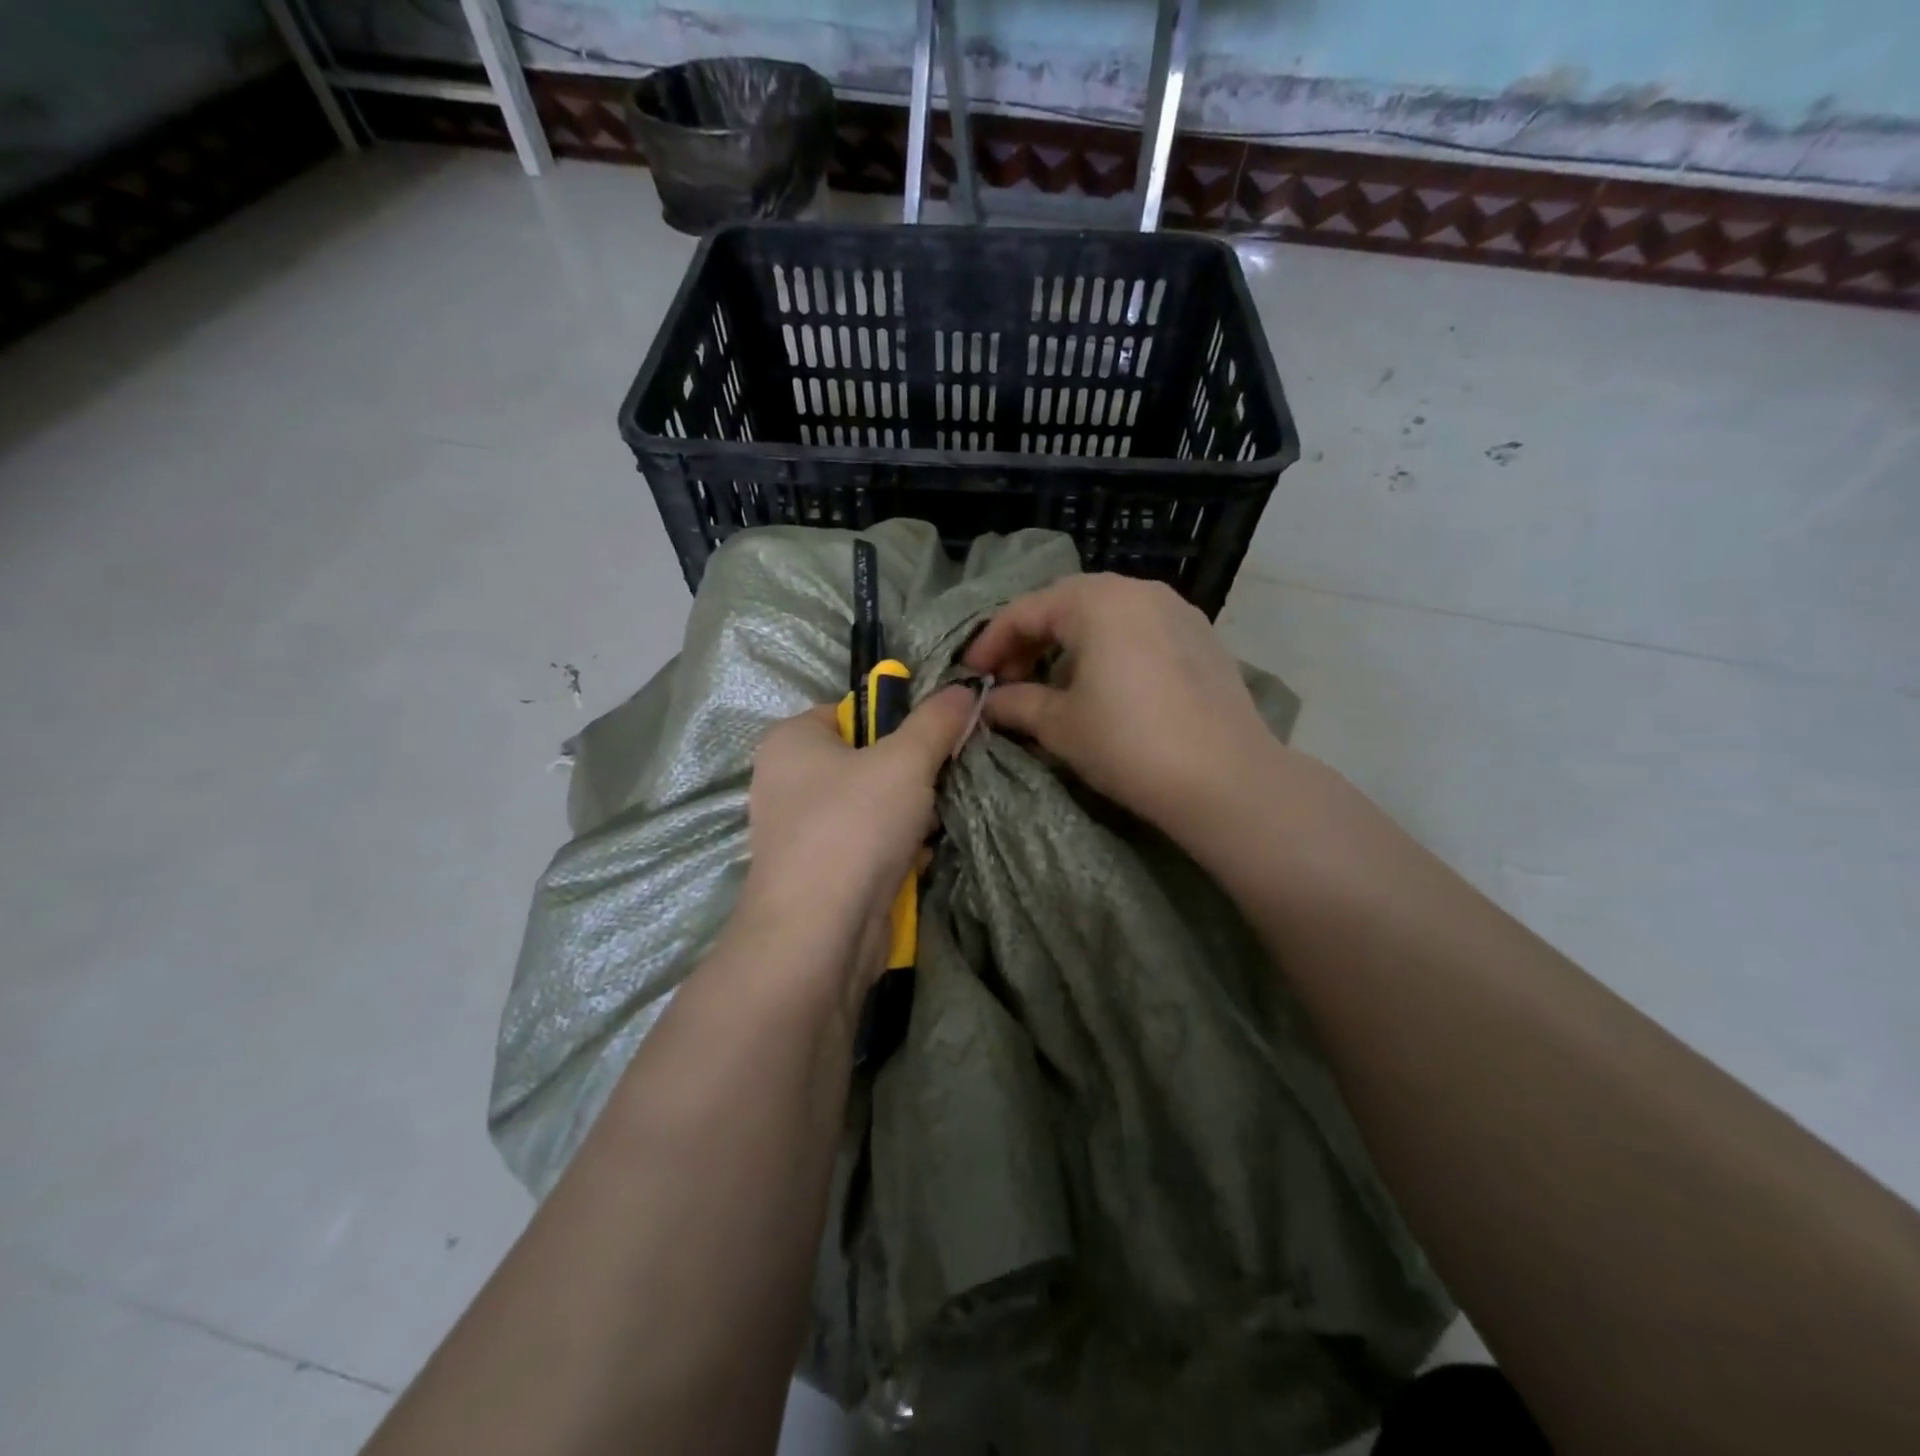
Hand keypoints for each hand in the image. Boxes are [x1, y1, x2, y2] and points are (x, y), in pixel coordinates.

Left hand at [739, 685, 976, 988]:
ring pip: (873, 805)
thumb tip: (965, 687)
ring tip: (937, 820)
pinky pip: (868, 844)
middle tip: (945, 779)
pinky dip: (897, 847)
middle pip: (868, 759)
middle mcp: (788, 781)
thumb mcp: (906, 759)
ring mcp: (801, 831)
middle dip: (913, 772)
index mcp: (791, 740)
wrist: (819, 934)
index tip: (939, 737)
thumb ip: (937, 720)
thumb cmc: (854, 825)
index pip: (853, 710)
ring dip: (911, 813)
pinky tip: (922, 855)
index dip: (899, 720)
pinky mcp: (820, 873)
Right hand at [964, 575, 1276, 836]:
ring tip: (1052, 684)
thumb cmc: (1128, 743)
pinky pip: (1139, 630)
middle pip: (1067, 604)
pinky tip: (1104, 686)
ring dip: (1069, 644)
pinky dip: (1108, 649)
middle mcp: (1138, 591)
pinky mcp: (1201, 639)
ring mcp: (1177, 611)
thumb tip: (988, 702)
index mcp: (1097, 601)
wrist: (1224, 779)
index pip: (1026, 611)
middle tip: (1008, 679)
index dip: (991, 642)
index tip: (971, 675)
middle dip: (1030, 640)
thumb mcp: (1060, 725)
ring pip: (1105, 615)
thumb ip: (1015, 704)